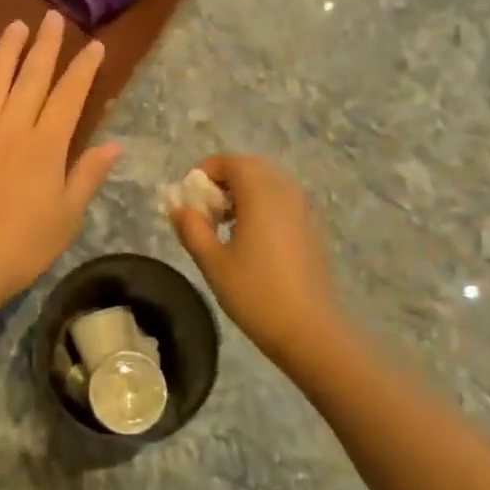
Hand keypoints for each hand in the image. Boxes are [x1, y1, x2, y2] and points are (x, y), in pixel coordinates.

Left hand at [0, 13, 121, 306]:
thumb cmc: (22, 245)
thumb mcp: (67, 216)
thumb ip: (87, 175)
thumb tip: (114, 144)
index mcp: (46, 145)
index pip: (70, 95)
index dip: (84, 69)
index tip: (95, 46)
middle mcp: (12, 127)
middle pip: (32, 76)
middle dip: (46, 45)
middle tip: (53, 18)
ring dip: (6, 50)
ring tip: (16, 25)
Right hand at [168, 154, 340, 362]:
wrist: (308, 328)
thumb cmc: (255, 292)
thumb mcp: (212, 261)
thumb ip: (191, 228)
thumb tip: (178, 208)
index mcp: (260, 192)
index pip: (229, 161)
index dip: (204, 172)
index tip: (189, 199)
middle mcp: (284, 190)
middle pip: (250, 167)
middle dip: (224, 180)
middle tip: (206, 211)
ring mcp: (302, 208)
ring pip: (268, 182)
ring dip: (243, 192)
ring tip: (226, 226)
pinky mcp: (311, 226)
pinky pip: (282, 199)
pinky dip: (262, 205)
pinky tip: (251, 239)